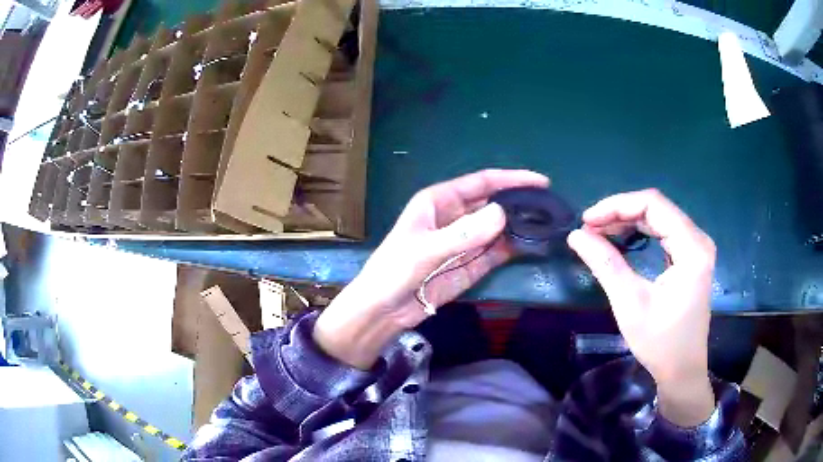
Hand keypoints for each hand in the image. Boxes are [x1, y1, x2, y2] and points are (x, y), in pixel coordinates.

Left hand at [314, 169, 549, 368]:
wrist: (384, 310)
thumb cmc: (395, 271)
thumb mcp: (426, 250)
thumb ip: (463, 234)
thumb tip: (502, 213)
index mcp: (439, 201)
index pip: (482, 183)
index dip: (511, 179)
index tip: (541, 182)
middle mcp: (455, 216)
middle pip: (494, 203)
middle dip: (520, 203)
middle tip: (551, 207)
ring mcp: (464, 241)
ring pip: (498, 227)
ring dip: (520, 225)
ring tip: (549, 224)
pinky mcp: (470, 265)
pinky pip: (496, 251)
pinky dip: (513, 247)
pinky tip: (532, 244)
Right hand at [567, 189, 715, 426]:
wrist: (682, 370)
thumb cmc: (660, 342)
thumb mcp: (630, 304)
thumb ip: (605, 264)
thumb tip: (576, 235)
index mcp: (692, 248)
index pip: (653, 204)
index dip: (617, 205)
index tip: (587, 220)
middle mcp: (698, 240)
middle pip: (656, 208)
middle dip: (620, 213)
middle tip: (589, 229)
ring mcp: (697, 248)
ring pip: (659, 217)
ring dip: (628, 221)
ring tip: (599, 234)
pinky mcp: (692, 257)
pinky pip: (664, 231)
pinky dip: (640, 232)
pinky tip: (622, 240)